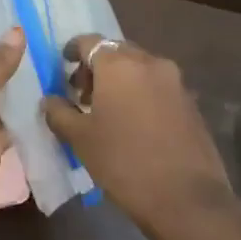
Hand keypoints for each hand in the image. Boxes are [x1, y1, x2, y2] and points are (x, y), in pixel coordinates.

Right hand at [41, 35, 234, 229]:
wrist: (186, 197)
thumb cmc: (124, 162)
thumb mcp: (81, 139)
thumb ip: (60, 113)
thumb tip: (50, 100)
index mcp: (119, 64)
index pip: (89, 42)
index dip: (73, 51)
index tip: (64, 67)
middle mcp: (149, 62)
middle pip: (116, 52)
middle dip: (97, 68)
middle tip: (82, 95)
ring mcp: (175, 81)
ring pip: (139, 68)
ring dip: (120, 80)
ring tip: (108, 111)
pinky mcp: (190, 102)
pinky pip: (158, 86)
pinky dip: (141, 93)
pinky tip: (134, 123)